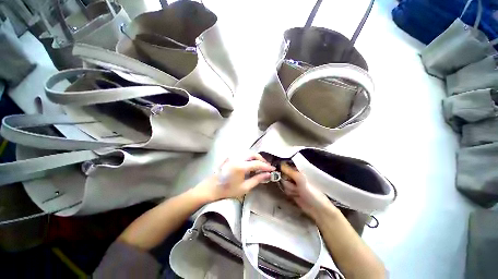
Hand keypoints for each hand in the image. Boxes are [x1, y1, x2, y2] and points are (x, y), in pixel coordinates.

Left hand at [194, 153, 274, 201]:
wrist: (211, 188)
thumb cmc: (228, 190)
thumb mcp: (244, 188)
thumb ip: (257, 179)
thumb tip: (268, 175)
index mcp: (240, 166)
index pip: (257, 163)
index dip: (266, 166)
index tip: (273, 169)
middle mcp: (237, 158)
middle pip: (253, 154)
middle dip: (261, 159)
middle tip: (266, 166)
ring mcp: (233, 156)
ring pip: (248, 153)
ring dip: (256, 157)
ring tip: (260, 165)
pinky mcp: (230, 156)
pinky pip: (243, 154)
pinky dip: (249, 157)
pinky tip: (251, 163)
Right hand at [280, 162, 338, 220]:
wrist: (317, 208)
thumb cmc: (310, 191)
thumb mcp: (300, 178)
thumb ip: (289, 171)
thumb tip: (280, 164)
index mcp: (299, 171)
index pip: (287, 167)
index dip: (282, 169)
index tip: (278, 171)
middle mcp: (295, 177)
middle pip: (284, 176)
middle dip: (287, 181)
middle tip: (294, 185)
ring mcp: (294, 185)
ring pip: (284, 184)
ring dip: (289, 188)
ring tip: (297, 192)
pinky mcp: (292, 193)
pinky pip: (286, 190)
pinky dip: (290, 193)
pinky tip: (295, 196)